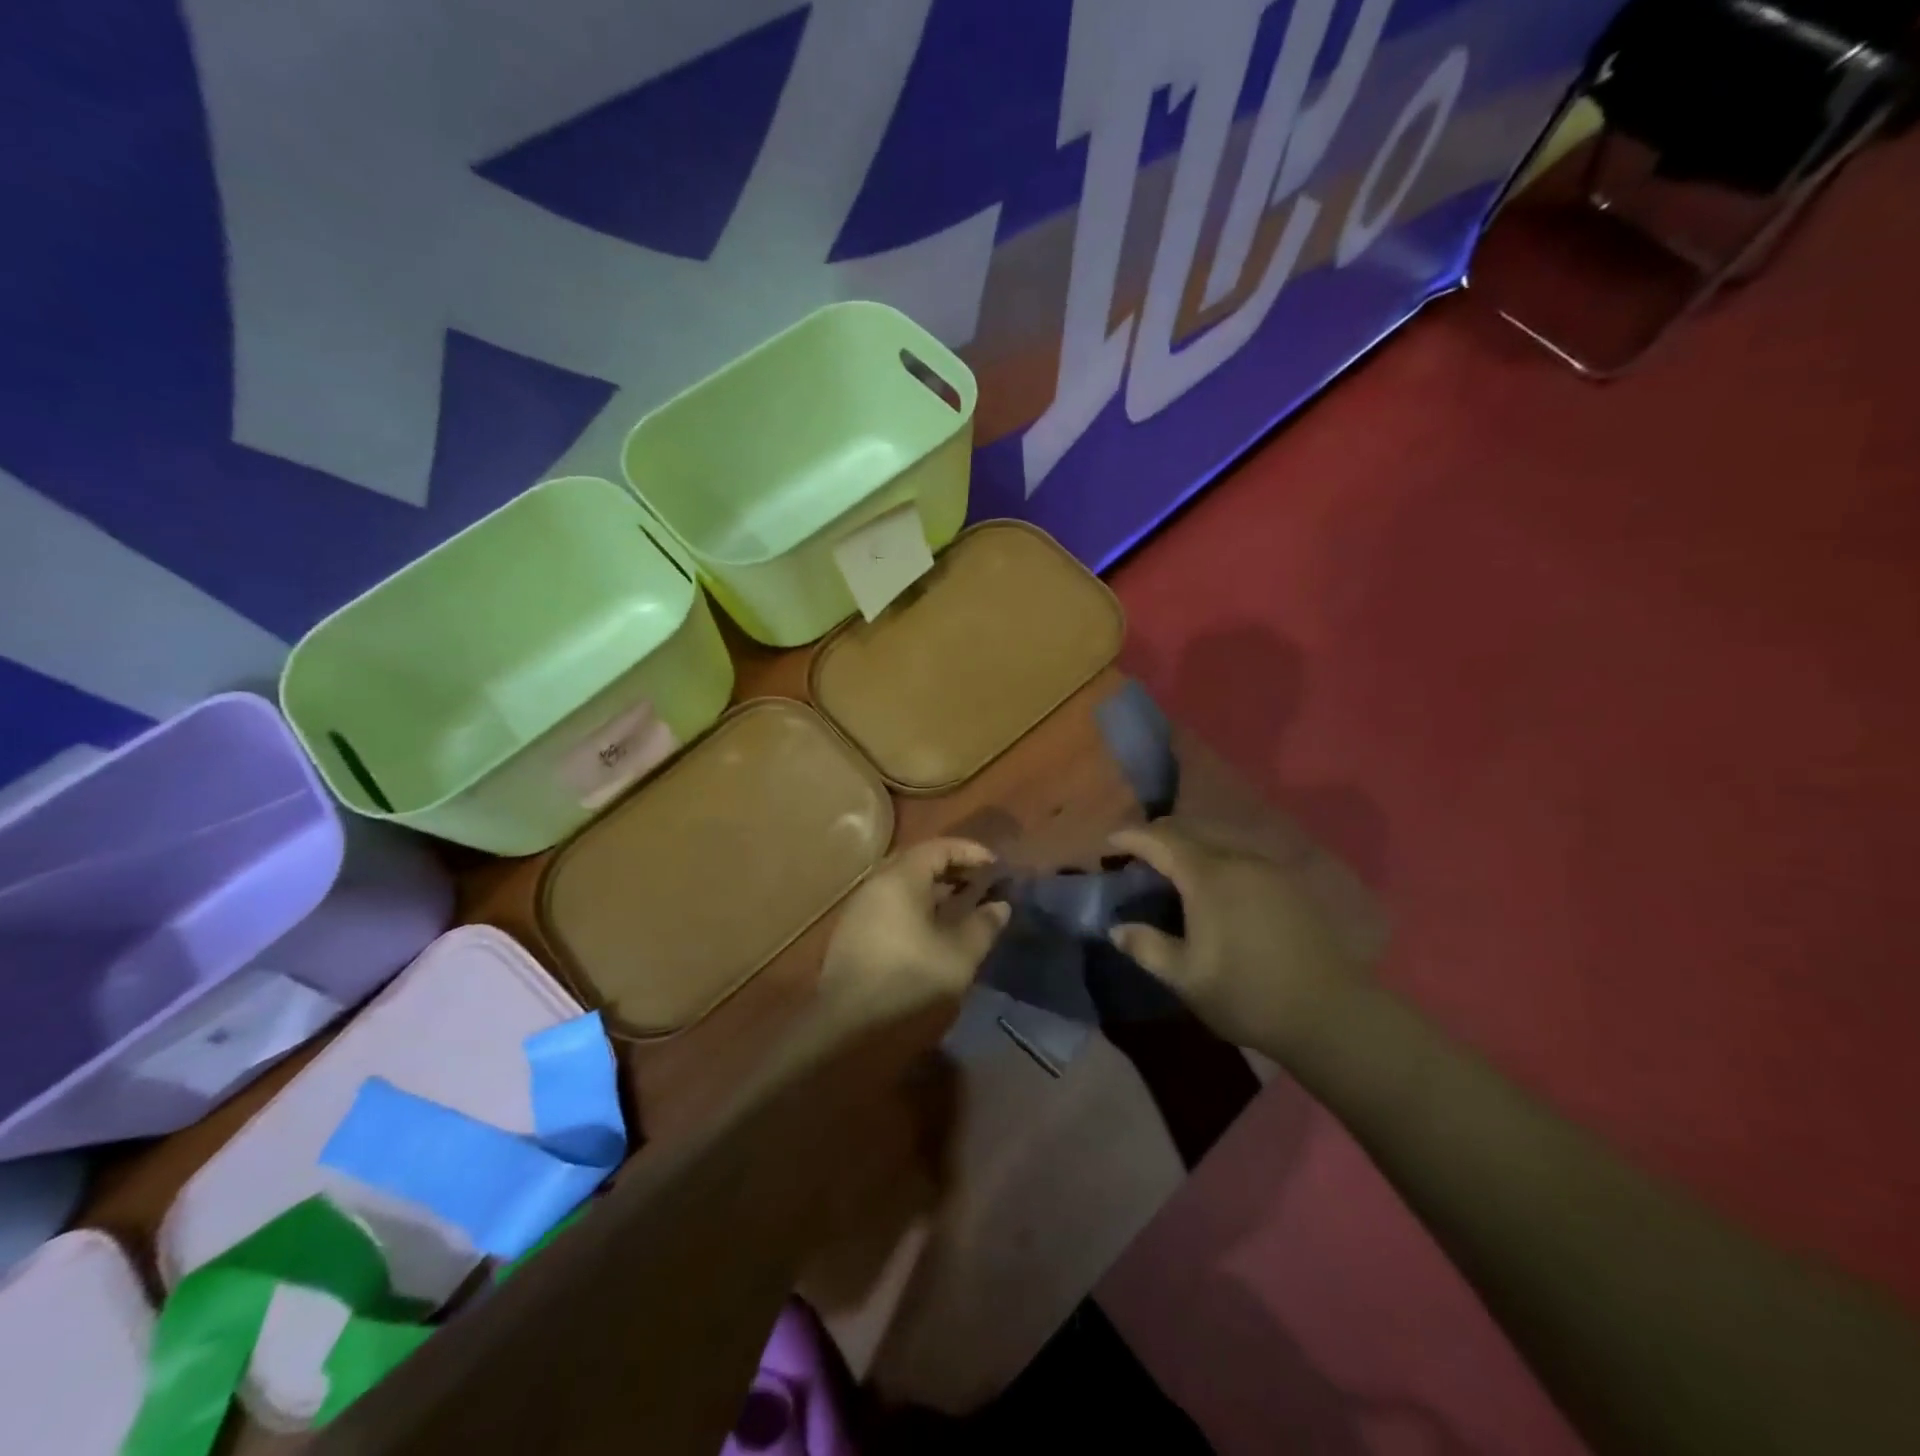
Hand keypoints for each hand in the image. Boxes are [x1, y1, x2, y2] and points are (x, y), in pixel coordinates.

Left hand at [819, 838, 1009, 1020]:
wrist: (849, 1030)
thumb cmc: (911, 982)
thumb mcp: (959, 955)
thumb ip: (983, 925)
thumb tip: (1000, 906)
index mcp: (899, 879)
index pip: (939, 848)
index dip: (971, 853)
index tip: (997, 868)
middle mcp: (875, 885)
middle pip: (918, 862)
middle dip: (953, 869)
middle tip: (983, 884)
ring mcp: (860, 910)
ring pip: (903, 886)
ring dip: (935, 890)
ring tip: (964, 907)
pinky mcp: (853, 935)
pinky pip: (891, 906)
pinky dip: (917, 907)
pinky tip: (935, 931)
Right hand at [1107, 818, 1369, 1054]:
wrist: (1331, 1014)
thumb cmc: (1248, 994)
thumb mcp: (1186, 977)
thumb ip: (1147, 947)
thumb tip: (1117, 929)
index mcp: (1208, 876)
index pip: (1161, 840)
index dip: (1132, 837)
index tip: (1110, 843)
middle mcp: (1239, 859)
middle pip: (1191, 831)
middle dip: (1159, 837)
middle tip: (1137, 857)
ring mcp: (1269, 869)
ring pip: (1219, 841)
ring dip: (1190, 847)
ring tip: (1173, 871)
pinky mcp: (1290, 884)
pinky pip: (1242, 856)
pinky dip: (1216, 860)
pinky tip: (1215, 887)